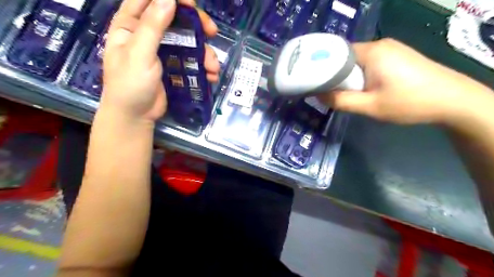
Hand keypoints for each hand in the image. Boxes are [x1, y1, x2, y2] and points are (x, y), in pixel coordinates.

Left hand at [102, 0, 219, 121]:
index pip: (150, 0)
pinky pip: (192, 60)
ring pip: (188, 42)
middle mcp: (148, 34)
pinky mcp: (174, 67)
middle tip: (212, 32)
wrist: (136, 115)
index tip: (192, 4)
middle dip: (197, 25)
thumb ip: (153, 26)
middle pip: (176, 19)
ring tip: (213, 67)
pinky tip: (210, 76)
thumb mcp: (139, 54)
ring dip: (205, 52)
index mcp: (132, 25)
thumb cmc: (130, 84)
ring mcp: (164, 52)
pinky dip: (203, 66)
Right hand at [319, 37, 490, 124]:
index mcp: (372, 51)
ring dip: (349, 76)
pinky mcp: (397, 56)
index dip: (323, 66)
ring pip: (357, 61)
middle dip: (336, 74)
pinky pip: (370, 63)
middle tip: (329, 92)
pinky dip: (361, 75)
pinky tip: (363, 88)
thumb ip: (341, 101)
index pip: (337, 52)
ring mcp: (390, 49)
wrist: (453, 101)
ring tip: (345, 93)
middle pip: (346, 56)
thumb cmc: (409, 103)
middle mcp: (380, 44)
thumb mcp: (370, 106)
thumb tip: (317, 95)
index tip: (314, 81)